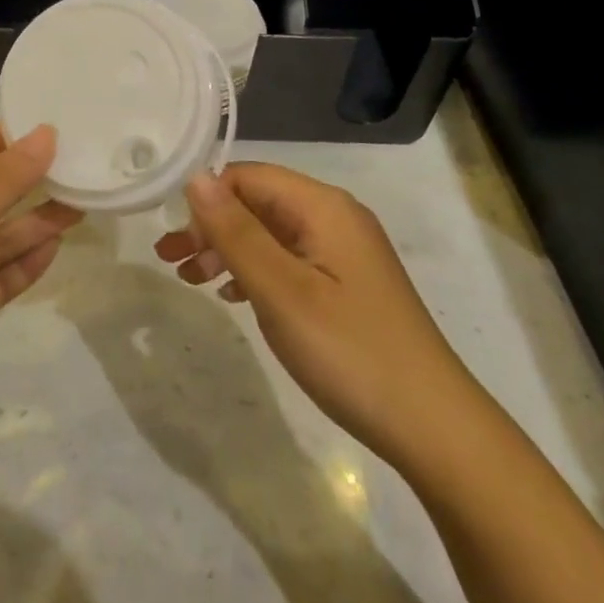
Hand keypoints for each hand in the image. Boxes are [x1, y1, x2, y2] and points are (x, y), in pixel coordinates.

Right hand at [155, 163, 469, 461]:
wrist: (431, 426)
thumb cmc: (349, 351)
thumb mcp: (281, 290)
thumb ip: (235, 231)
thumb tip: (195, 177)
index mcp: (323, 206)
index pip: (249, 176)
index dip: (207, 200)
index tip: (175, 241)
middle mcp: (335, 217)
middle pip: (259, 202)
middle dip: (212, 226)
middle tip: (171, 262)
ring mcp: (344, 251)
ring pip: (271, 233)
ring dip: (229, 250)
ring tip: (192, 279)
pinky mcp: (347, 283)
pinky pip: (289, 260)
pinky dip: (255, 271)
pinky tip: (234, 296)